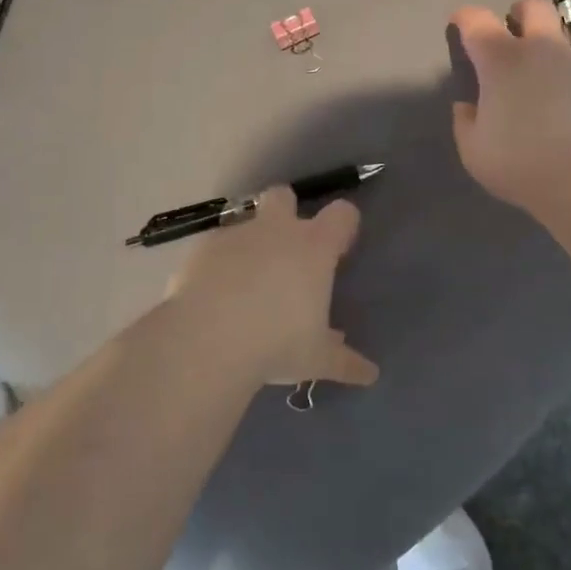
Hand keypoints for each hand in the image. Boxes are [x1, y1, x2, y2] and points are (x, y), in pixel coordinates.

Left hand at [167, 187, 377, 392]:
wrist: (205, 342)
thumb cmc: (276, 344)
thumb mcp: (316, 359)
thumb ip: (344, 361)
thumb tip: (370, 374)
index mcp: (313, 248)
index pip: (342, 214)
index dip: (343, 225)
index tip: (340, 248)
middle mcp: (276, 231)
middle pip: (283, 195)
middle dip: (286, 211)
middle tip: (286, 250)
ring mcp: (235, 236)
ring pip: (245, 222)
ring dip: (249, 243)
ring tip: (245, 283)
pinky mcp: (200, 250)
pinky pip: (214, 248)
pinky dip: (217, 265)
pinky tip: (213, 296)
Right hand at [449, 0, 570, 214]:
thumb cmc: (522, 164)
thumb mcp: (474, 152)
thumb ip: (466, 122)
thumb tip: (468, 106)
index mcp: (502, 61)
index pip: (476, 20)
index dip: (465, 19)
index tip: (460, 27)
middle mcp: (544, 50)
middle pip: (533, 8)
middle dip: (519, 14)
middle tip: (513, 39)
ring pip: (565, 44)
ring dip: (551, 57)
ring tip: (548, 93)